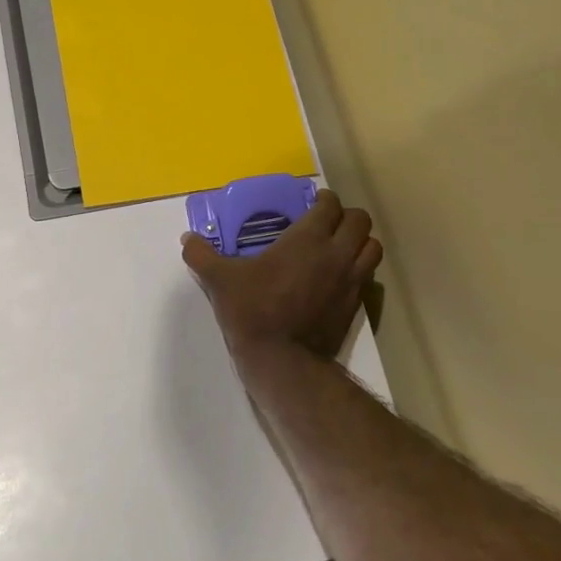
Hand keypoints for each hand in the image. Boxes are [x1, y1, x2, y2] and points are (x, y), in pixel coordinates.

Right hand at [182, 189, 381, 360]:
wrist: (282, 360)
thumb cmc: (253, 310)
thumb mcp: (220, 280)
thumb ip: (201, 255)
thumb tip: (187, 239)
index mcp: (308, 238)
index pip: (331, 205)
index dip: (324, 200)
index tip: (312, 203)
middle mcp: (336, 254)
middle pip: (360, 221)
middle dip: (347, 217)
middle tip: (327, 222)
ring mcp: (350, 281)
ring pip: (373, 248)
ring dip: (360, 242)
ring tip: (339, 247)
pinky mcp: (355, 306)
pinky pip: (367, 277)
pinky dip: (359, 270)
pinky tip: (336, 278)